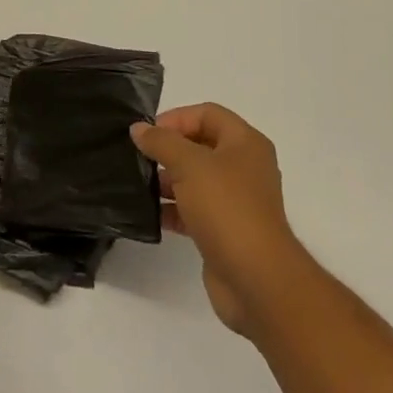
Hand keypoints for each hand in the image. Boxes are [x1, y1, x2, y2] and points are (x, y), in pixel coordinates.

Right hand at [132, 104, 309, 337]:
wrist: (256, 279)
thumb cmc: (227, 208)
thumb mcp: (190, 165)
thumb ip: (161, 142)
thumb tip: (139, 128)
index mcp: (245, 143)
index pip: (207, 114)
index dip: (176, 118)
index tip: (147, 134)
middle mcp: (244, 167)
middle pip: (200, 145)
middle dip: (168, 149)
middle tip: (137, 157)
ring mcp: (236, 201)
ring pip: (195, 179)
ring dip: (167, 180)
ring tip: (136, 184)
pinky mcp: (225, 230)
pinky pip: (194, 210)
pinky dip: (172, 209)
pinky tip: (148, 213)